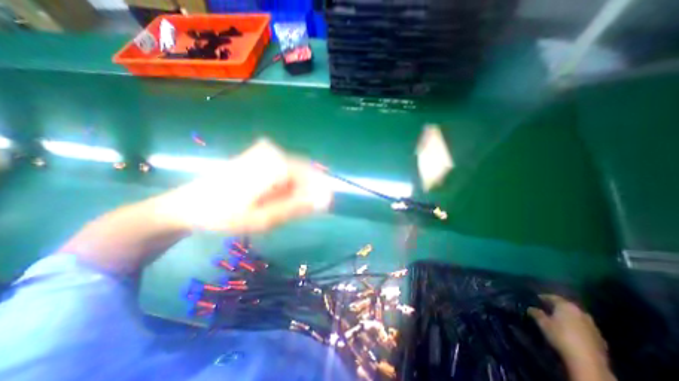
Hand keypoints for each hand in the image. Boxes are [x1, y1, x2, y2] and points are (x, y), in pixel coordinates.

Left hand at [162, 138, 336, 231]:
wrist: (187, 206)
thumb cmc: (225, 215)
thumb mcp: (264, 218)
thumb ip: (297, 207)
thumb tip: (324, 200)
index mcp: (277, 164)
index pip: (312, 176)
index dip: (319, 193)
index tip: (321, 208)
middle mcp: (274, 152)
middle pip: (304, 173)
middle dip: (305, 193)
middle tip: (295, 212)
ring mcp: (265, 152)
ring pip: (294, 173)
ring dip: (294, 191)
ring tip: (280, 208)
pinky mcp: (259, 156)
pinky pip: (284, 171)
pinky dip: (285, 186)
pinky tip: (273, 198)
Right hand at [527, 296, 612, 379]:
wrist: (587, 362)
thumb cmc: (560, 337)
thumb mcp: (543, 323)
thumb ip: (536, 313)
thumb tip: (530, 308)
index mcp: (566, 306)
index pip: (552, 297)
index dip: (542, 296)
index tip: (534, 297)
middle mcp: (580, 312)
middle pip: (565, 305)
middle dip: (555, 305)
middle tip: (543, 306)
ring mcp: (591, 325)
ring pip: (575, 316)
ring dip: (565, 315)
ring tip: (554, 318)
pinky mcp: (598, 338)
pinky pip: (582, 325)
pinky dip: (573, 324)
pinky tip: (567, 330)